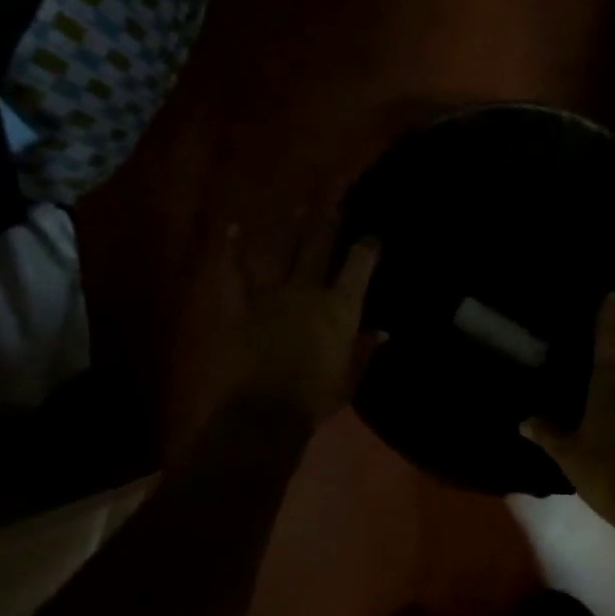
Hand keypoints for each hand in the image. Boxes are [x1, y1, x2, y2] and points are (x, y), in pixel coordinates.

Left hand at [211, 211, 380, 425]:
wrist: (263, 412)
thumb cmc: (315, 398)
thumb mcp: (349, 377)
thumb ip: (365, 350)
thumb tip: (383, 332)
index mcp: (340, 307)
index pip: (359, 266)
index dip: (367, 247)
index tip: (372, 237)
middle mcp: (308, 290)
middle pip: (319, 247)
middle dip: (328, 223)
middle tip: (334, 203)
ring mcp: (272, 294)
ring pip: (282, 251)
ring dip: (290, 228)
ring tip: (296, 207)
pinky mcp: (242, 305)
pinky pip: (236, 273)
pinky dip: (232, 251)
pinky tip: (231, 228)